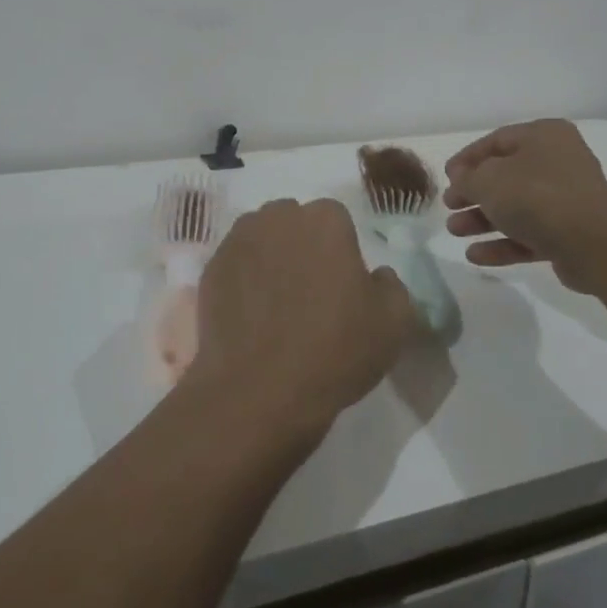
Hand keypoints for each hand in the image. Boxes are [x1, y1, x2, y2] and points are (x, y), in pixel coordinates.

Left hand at [192, 199, 416, 440]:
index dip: (341, 251)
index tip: (341, 285)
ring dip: (271, 257)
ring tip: (276, 303)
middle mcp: (278, 217)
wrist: (259, 390)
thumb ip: (391, 285)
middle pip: (294, 222)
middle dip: (302, 245)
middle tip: (309, 291)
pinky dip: (244, 279)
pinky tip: (251, 314)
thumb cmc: (335, 350)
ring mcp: (239, 240)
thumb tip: (376, 275)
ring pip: (262, 238)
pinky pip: (236, 263)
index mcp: (325, 220)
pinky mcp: (211, 267)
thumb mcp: (394, 322)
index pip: (337, 220)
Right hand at [443, 120, 606, 294]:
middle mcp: (558, 163)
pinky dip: (502, 243)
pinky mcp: (569, 234)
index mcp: (543, 137)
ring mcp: (566, 200)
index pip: (496, 141)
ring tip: (455, 232)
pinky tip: (475, 255)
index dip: (467, 159)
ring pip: (516, 208)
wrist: (594, 243)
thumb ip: (467, 178)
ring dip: (482, 220)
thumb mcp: (488, 180)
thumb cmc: (536, 196)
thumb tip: (461, 178)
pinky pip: (528, 235)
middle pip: (505, 176)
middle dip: (473, 194)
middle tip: (449, 206)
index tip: (446, 177)